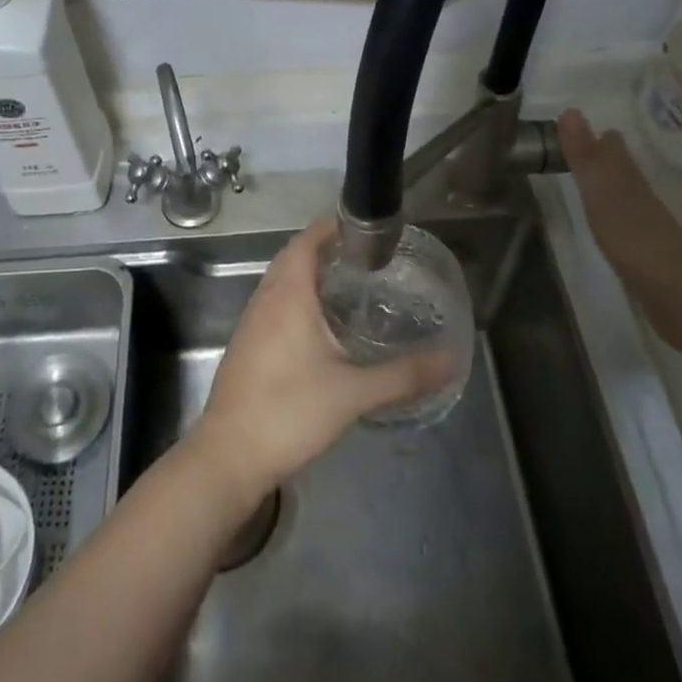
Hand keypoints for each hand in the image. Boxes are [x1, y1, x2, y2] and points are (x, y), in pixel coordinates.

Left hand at [191, 219, 450, 504]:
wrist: (230, 454)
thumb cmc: (290, 411)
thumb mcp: (354, 393)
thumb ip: (404, 375)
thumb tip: (451, 359)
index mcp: (288, 294)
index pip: (306, 240)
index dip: (332, 226)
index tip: (364, 228)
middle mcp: (265, 298)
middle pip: (293, 257)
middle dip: (325, 249)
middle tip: (366, 257)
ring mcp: (251, 322)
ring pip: (281, 282)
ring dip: (309, 275)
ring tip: (349, 286)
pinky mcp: (247, 345)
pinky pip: (274, 304)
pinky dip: (297, 299)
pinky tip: (320, 327)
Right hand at [558, 110, 681, 343]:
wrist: (678, 295)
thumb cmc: (634, 237)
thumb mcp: (601, 192)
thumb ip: (585, 156)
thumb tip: (570, 110)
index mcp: (629, 179)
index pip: (613, 148)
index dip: (598, 136)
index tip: (578, 125)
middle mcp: (640, 196)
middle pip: (621, 170)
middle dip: (604, 157)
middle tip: (582, 146)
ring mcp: (647, 226)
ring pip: (625, 195)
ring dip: (610, 185)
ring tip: (591, 180)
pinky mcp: (648, 255)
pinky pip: (626, 223)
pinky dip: (616, 215)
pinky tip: (610, 224)